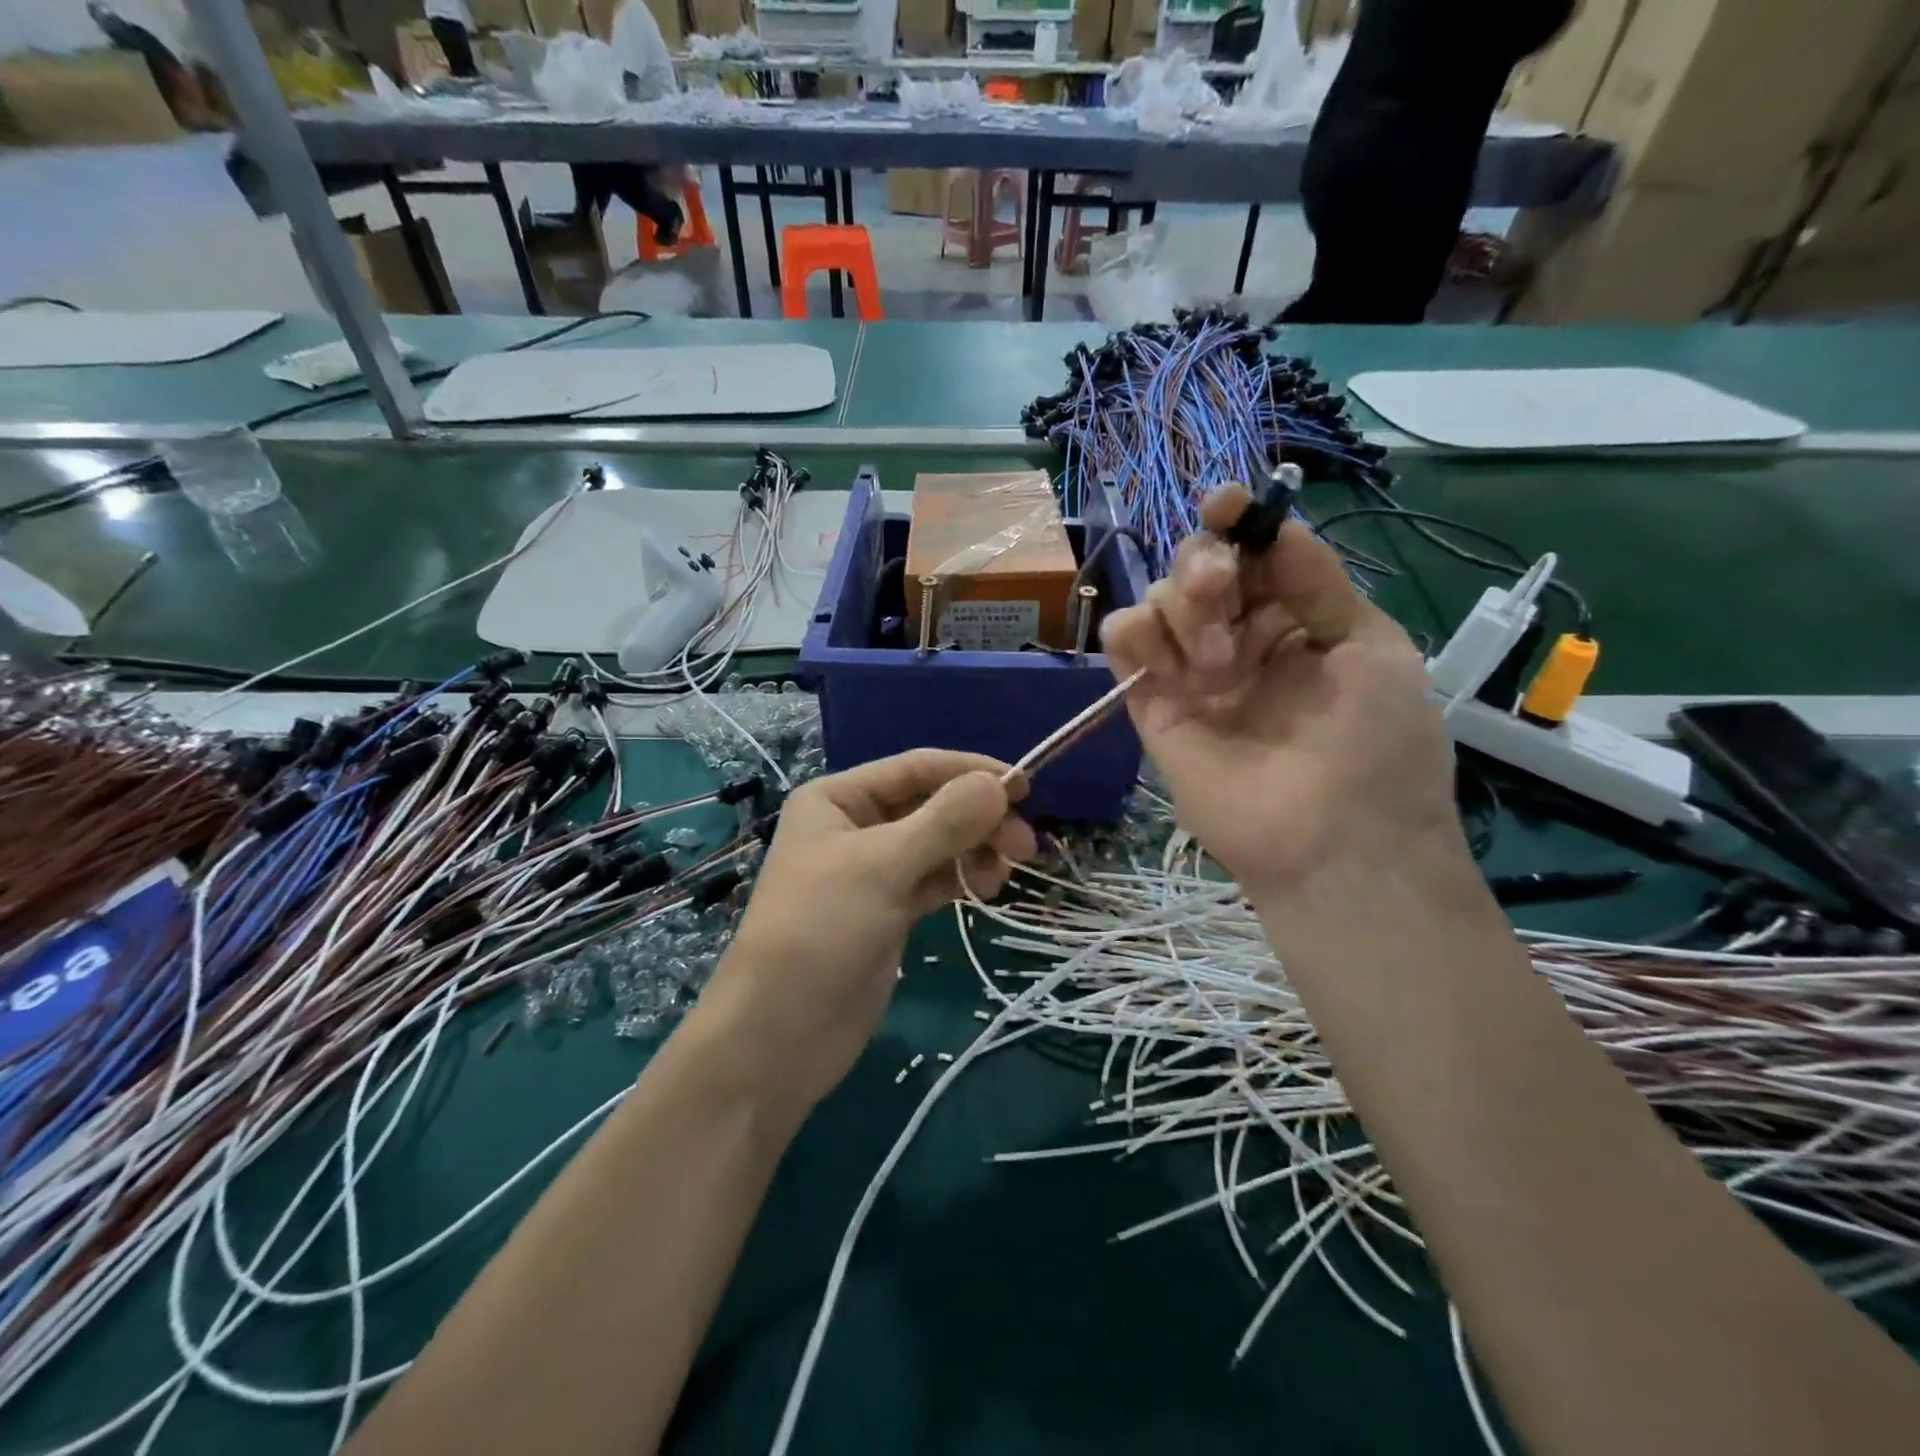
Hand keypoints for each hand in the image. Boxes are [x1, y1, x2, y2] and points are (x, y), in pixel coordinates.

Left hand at [694, 750, 1036, 1112]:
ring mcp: (872, 871)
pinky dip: (961, 878)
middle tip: (1026, 845)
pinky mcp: (888, 910)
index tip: (1027, 787)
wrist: (779, 1035)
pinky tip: (986, 887)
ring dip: (975, 850)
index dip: (971, 772)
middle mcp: (855, 826)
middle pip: (931, 805)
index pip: (916, 768)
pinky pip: (934, 879)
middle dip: (978, 819)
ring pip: (937, 844)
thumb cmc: (820, 932)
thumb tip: (998, 784)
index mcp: (838, 798)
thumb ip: (944, 822)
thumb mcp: (882, 867)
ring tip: (1007, 871)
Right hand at [1100, 487, 1463, 901]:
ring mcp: (1191, 672)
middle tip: (1219, 588)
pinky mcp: (1151, 703)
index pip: (1251, 554)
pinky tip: (1165, 659)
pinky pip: (1123, 643)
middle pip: (1195, 567)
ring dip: (1181, 607)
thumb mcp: (1369, 646)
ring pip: (1157, 598)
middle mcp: (1238, 638)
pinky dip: (1134, 632)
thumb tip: (1276, 524)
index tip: (1225, 503)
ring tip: (1218, 663)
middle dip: (1204, 564)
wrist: (1334, 842)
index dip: (1234, 521)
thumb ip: (1317, 583)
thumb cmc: (1375, 743)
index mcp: (1295, 619)